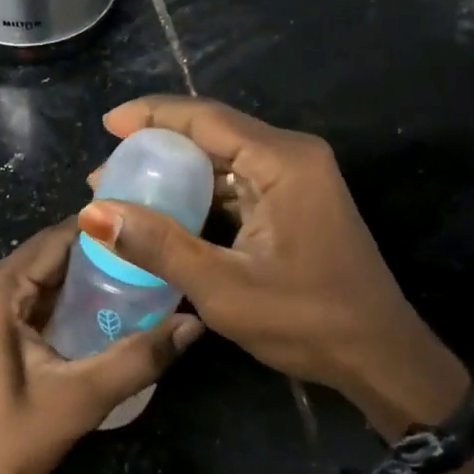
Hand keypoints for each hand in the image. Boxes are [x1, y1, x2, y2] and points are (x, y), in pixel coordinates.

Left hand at [0, 221, 202, 473]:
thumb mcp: (79, 400)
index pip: (57, 240)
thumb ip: (139, 357)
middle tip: (149, 266)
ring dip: (76, 283)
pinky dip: (53, 301)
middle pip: (45, 256)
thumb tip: (194, 323)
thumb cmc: (5, 442)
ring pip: (33, 275)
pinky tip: (91, 312)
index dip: (105, 236)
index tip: (149, 236)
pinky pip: (18, 295)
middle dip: (96, 261)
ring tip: (132, 285)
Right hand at [78, 95, 467, 436]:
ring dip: (175, 173)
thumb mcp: (223, 287)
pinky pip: (237, 183)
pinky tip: (166, 213)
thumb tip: (94, 213)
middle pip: (212, 133)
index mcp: (282, 162)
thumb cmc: (306, 321)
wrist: (380, 358)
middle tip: (106, 173)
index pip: (205, 118)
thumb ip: (158, 245)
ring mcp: (297, 179)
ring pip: (223, 159)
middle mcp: (292, 157)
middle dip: (156, 147)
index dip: (151, 115)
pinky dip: (199, 194)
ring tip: (125, 193)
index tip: (107, 124)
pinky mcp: (295, 202)